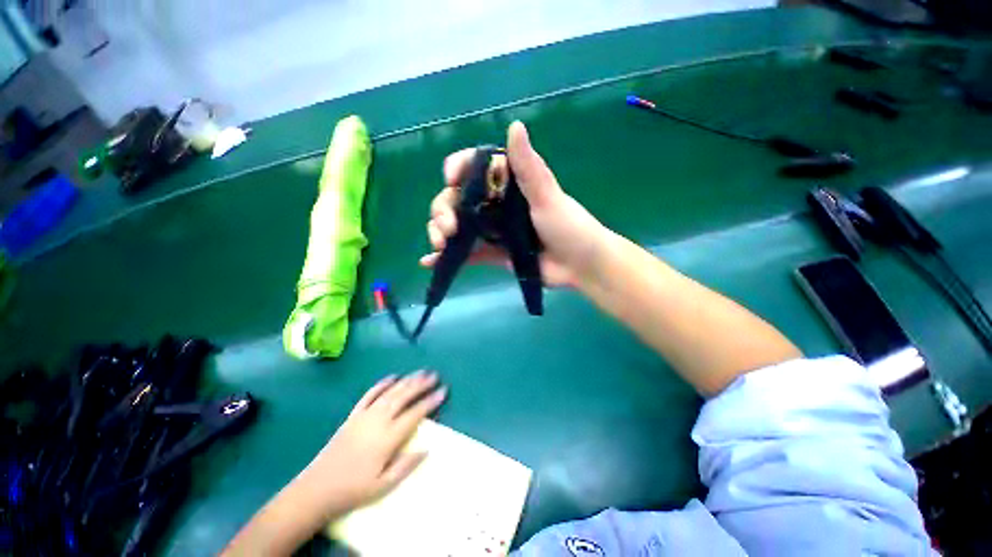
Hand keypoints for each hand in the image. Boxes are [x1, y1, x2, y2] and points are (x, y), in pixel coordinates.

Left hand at [294, 372, 446, 517]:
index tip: (443, 391)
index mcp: (387, 438)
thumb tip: (427, 448)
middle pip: (404, 397)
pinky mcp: (353, 415)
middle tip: (435, 376)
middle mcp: (378, 421)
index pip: (415, 414)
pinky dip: (382, 384)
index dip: (430, 401)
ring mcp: (364, 416)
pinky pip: (369, 394)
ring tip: (420, 373)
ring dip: (407, 381)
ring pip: (390, 392)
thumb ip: (406, 466)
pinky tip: (392, 377)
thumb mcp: (383, 486)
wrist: (316, 489)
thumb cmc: (353, 490)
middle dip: (421, 385)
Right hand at [420, 121, 609, 287]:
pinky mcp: (493, 253)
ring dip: (440, 232)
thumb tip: (515, 124)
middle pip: (459, 199)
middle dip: (444, 209)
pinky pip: (467, 253)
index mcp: (509, 184)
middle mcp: (497, 204)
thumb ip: (528, 167)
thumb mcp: (548, 196)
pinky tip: (431, 262)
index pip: (476, 168)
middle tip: (447, 228)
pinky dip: (448, 257)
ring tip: (439, 244)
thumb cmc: (568, 227)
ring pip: (458, 225)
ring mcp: (493, 230)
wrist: (580, 266)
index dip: (458, 169)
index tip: (451, 179)